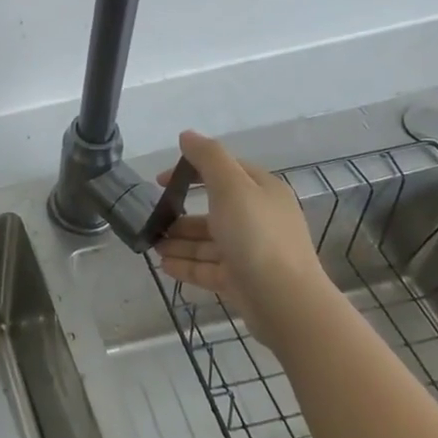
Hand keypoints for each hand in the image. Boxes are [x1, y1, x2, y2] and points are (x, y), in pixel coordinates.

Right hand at [153, 130, 326, 342]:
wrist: (285, 301)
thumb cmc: (256, 236)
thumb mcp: (231, 187)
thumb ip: (208, 158)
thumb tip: (187, 135)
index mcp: (262, 192)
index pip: (224, 172)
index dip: (191, 171)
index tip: (159, 181)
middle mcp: (259, 219)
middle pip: (213, 210)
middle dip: (180, 215)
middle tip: (153, 220)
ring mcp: (251, 252)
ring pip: (208, 242)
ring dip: (179, 241)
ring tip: (152, 246)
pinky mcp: (242, 280)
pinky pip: (209, 268)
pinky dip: (187, 265)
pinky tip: (164, 266)